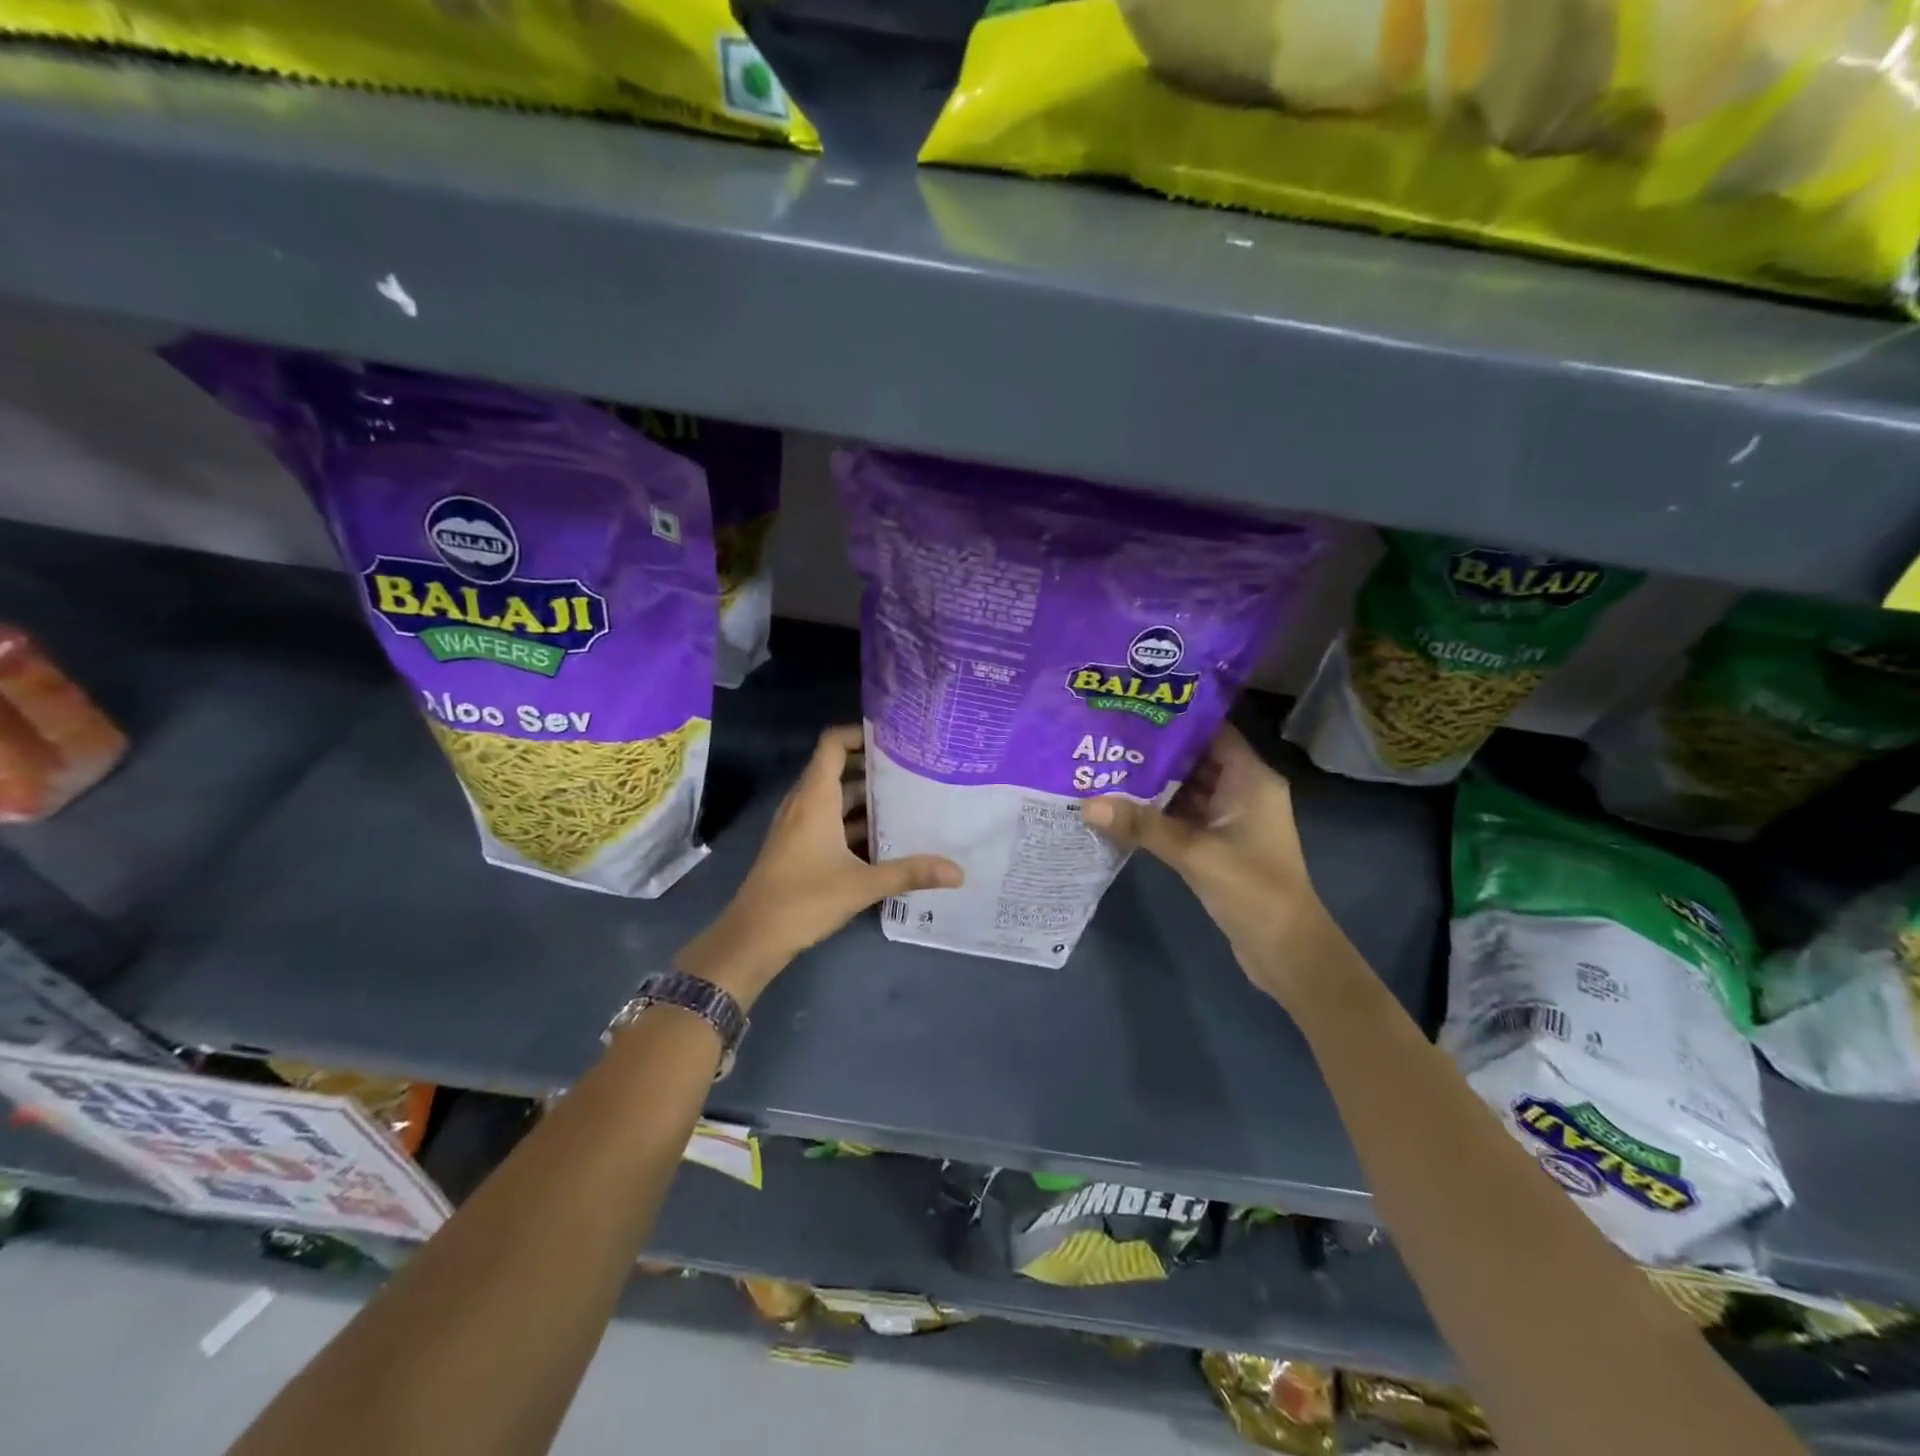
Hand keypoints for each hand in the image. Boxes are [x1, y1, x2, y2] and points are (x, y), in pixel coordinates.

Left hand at [678, 726, 962, 1004]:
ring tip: (908, 800)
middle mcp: (804, 804)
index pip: (833, 744)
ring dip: (866, 798)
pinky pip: (829, 820)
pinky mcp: (797, 846)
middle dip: (874, 768)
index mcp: (815, 798)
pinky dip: (854, 822)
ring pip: (835, 798)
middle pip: (838, 769)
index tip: (896, 738)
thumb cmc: (804, 900)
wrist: (753, 937)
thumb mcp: (863, 885)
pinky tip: (884, 838)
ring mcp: (798, 826)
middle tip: (915, 769)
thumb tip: (958, 872)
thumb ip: (910, 873)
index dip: (860, 733)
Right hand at [1081, 724, 1333, 1002]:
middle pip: (1194, 759)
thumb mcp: (1195, 853)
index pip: (1213, 731)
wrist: (1286, 951)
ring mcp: (1229, 819)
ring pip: (1185, 790)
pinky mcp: (1216, 844)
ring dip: (1150, 783)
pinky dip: (1155, 812)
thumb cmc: (1253, 889)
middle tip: (1106, 736)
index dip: (1176, 717)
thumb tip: (1087, 804)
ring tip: (1103, 765)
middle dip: (1153, 751)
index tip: (1133, 706)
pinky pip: (1181, 817)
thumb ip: (1142, 825)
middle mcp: (1242, 791)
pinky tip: (1119, 807)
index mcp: (1251, 779)